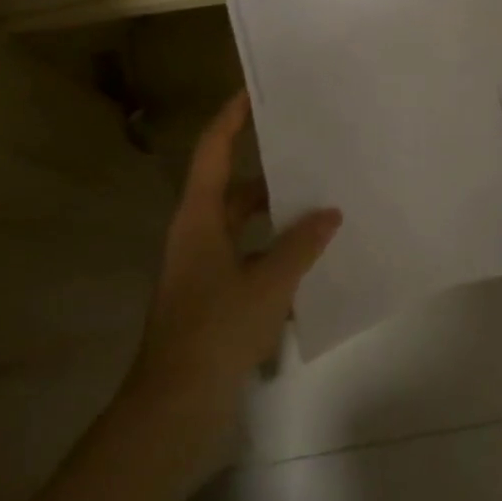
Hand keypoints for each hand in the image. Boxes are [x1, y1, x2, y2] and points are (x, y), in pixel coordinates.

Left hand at [123, 91, 340, 448]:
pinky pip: (247, 257)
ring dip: (275, 216)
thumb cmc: (214, 332)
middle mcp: (196, 235)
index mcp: (198, 219)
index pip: (213, 151)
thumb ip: (301, 245)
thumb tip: (329, 213)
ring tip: (319, 204)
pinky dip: (273, 252)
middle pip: (232, 188)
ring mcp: (202, 268)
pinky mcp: (211, 297)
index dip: (231, 117)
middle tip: (309, 152)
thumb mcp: (268, 283)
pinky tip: (308, 261)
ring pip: (242, 226)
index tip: (255, 91)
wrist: (172, 409)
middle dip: (268, 171)